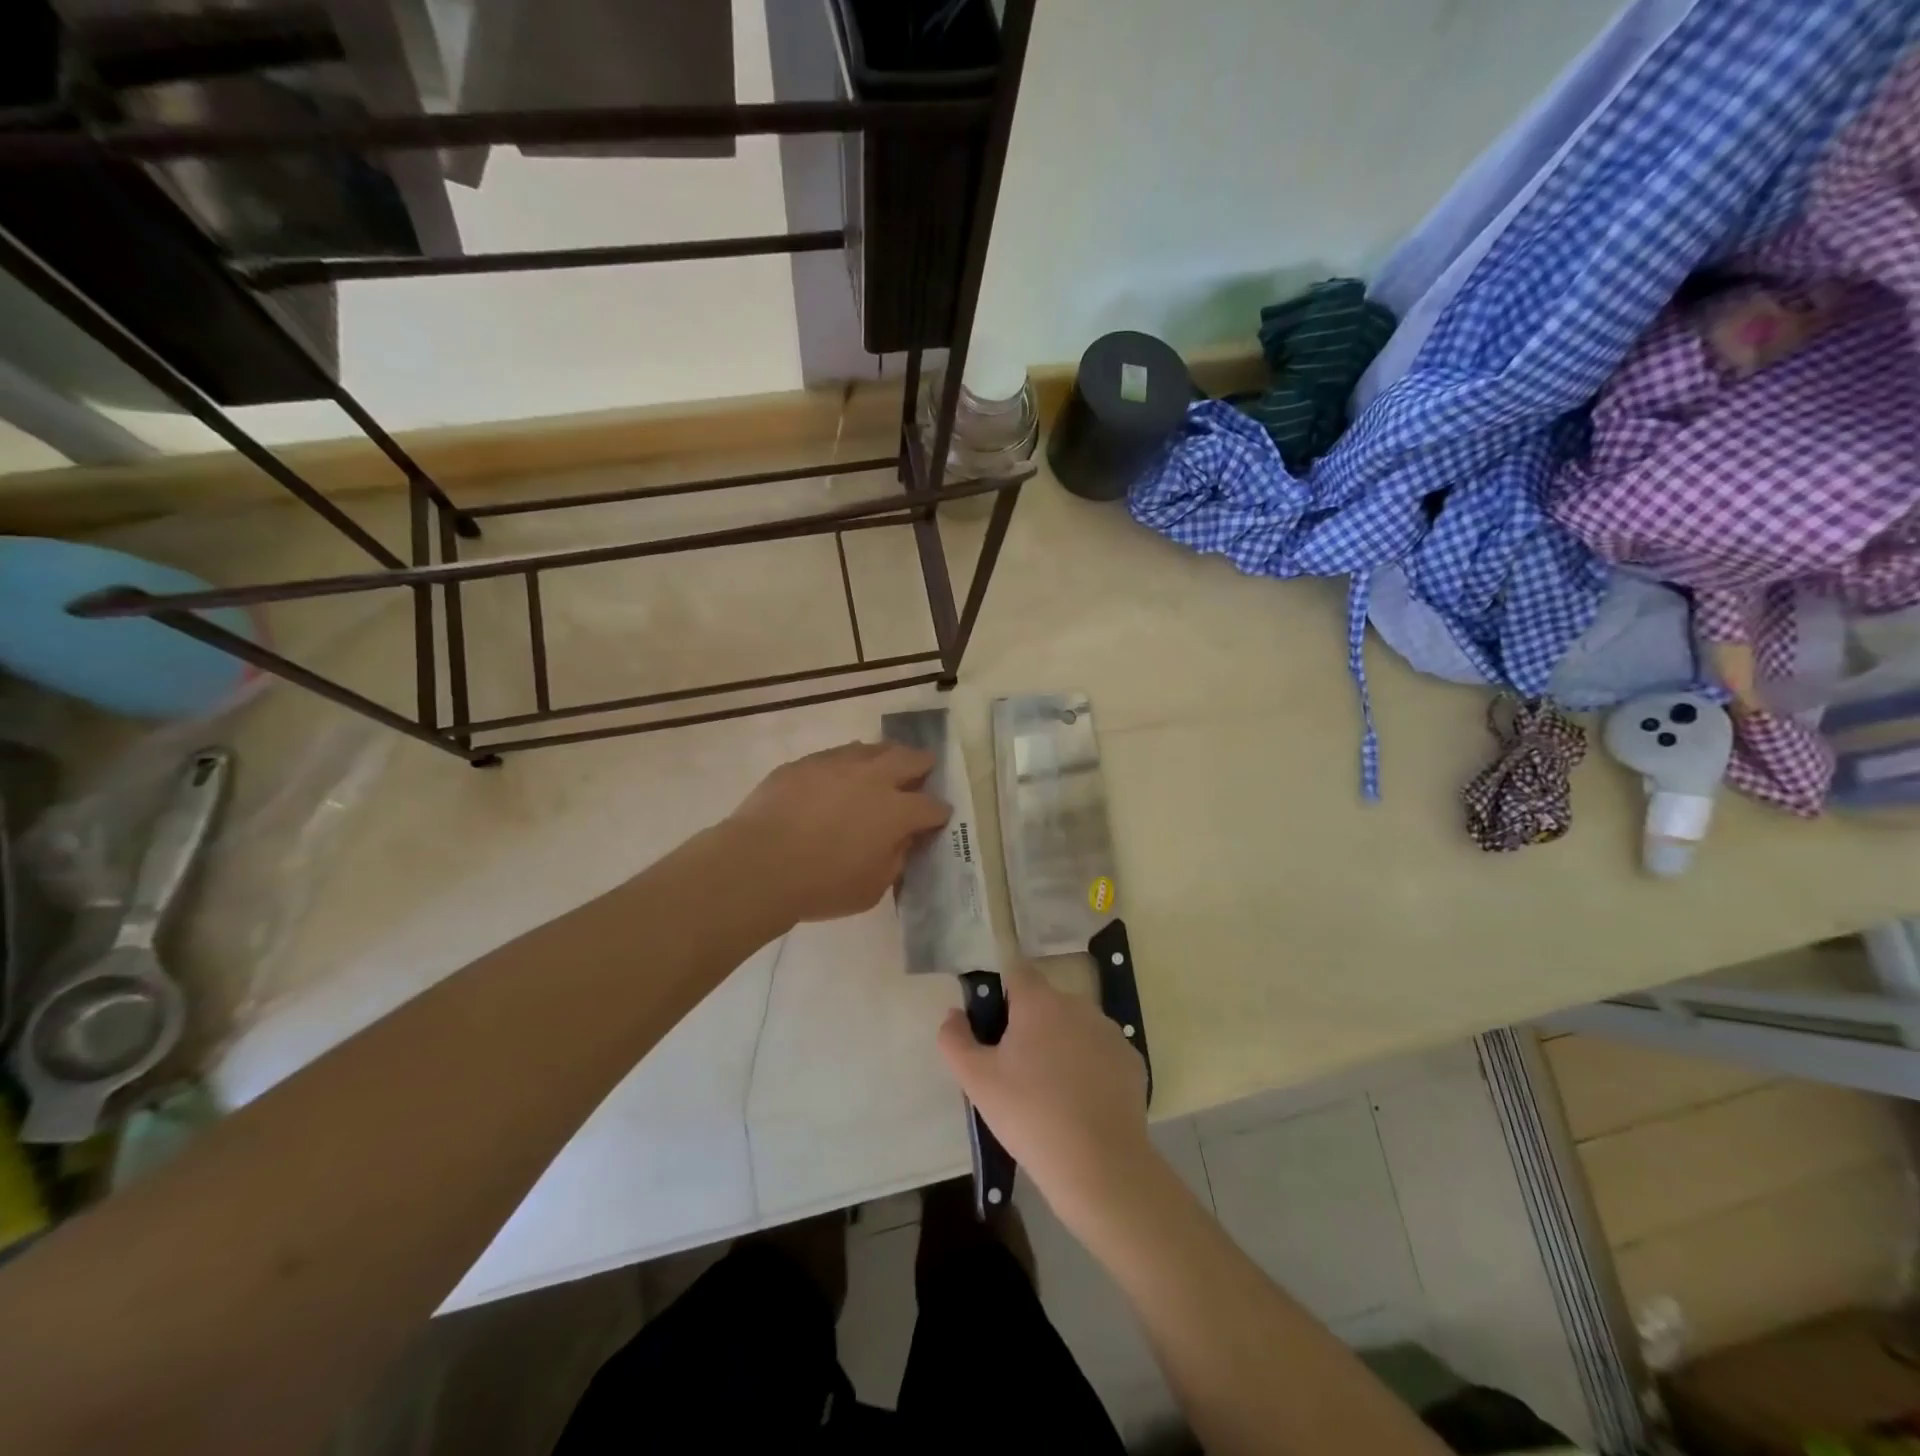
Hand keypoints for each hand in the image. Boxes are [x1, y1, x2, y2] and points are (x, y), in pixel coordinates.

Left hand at [727, 741, 949, 925]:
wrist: (758, 864)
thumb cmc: (821, 885)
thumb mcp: (872, 888)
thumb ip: (894, 860)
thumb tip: (901, 841)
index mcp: (896, 811)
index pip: (931, 806)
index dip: (939, 813)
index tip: (939, 817)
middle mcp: (873, 778)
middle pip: (909, 759)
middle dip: (922, 764)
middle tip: (924, 768)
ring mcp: (837, 765)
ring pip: (872, 749)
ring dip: (885, 756)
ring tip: (885, 764)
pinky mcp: (805, 763)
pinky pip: (836, 755)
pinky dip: (848, 762)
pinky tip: (841, 773)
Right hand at [938, 966, 1150, 1228]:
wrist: (1099, 1165)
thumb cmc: (1029, 1115)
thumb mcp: (977, 1081)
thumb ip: (955, 1039)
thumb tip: (954, 1014)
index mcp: (1039, 1002)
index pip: (1017, 974)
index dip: (1002, 996)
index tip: (995, 1030)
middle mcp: (1078, 1005)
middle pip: (1046, 1003)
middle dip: (1030, 1026)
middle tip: (1017, 1070)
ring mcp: (1109, 1032)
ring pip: (1075, 1027)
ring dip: (1061, 1045)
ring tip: (1050, 1092)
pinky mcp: (1131, 1060)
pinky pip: (1100, 1053)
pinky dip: (1089, 1068)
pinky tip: (1081, 1103)